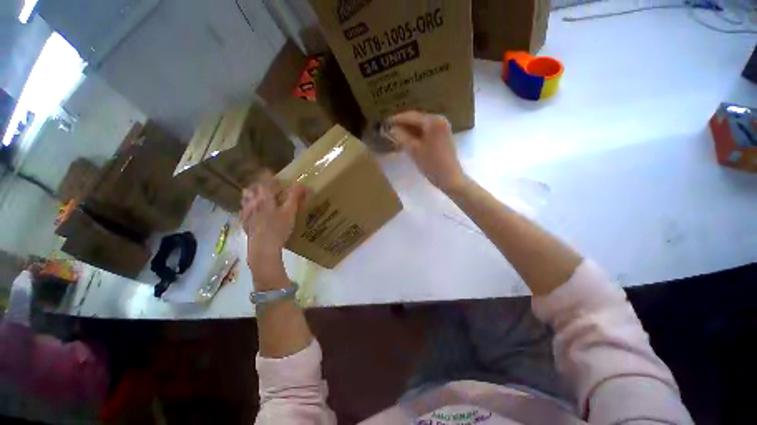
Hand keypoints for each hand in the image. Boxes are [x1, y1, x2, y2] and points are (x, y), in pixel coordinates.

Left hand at [240, 173, 306, 289]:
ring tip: (260, 197)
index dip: (269, 175)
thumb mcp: (290, 212)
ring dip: (252, 194)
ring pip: (245, 198)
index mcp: (264, 198)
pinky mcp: (244, 222)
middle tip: (269, 187)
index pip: (264, 180)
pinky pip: (243, 210)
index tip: (275, 175)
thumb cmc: (278, 229)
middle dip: (260, 184)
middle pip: (252, 187)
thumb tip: (302, 185)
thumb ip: (295, 197)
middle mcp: (252, 202)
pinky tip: (253, 212)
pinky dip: (248, 206)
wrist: (263, 248)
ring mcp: (246, 213)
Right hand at [387, 111, 467, 193]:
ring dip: (409, 129)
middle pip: (417, 119)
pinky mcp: (443, 136)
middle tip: (388, 129)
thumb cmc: (432, 164)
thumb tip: (391, 129)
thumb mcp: (414, 150)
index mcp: (433, 121)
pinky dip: (417, 134)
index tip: (385, 122)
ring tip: (395, 134)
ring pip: (422, 125)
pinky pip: (427, 131)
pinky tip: (408, 139)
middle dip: (403, 124)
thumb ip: (401, 137)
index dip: (397, 119)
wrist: (450, 178)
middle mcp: (440, 120)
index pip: (411, 116)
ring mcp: (443, 127)